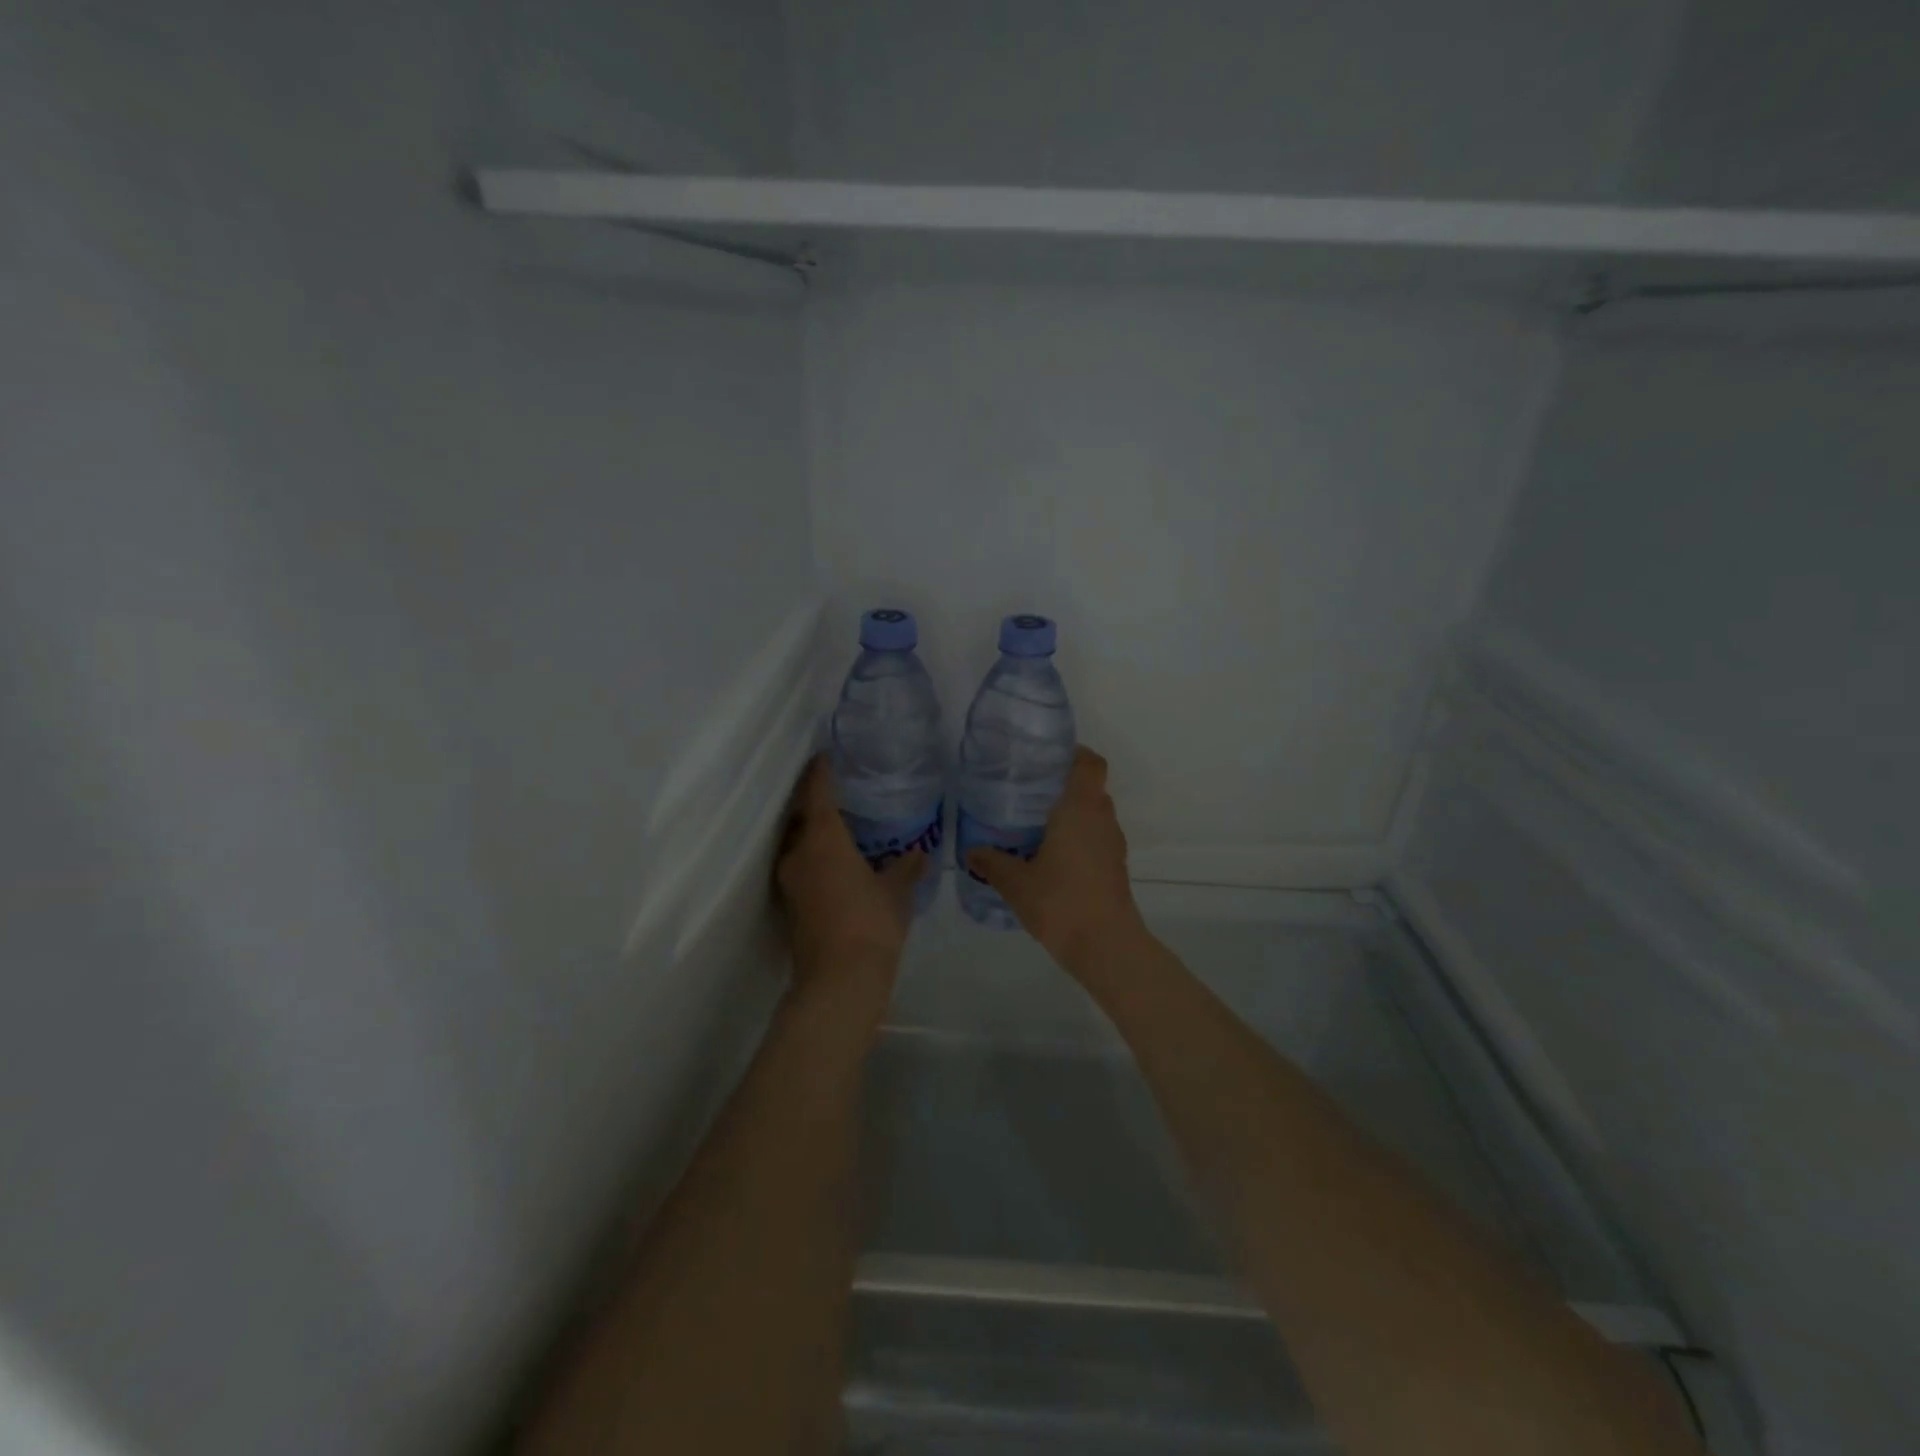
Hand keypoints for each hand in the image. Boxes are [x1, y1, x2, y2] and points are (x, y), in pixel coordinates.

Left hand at [776, 755, 924, 983]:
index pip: (818, 794)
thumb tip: (919, 853)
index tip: (824, 756)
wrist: (839, 981)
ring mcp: (790, 881)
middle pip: (801, 817)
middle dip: (815, 801)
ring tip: (839, 826)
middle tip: (837, 790)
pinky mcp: (790, 905)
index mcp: (823, 840)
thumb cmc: (871, 924)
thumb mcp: (896, 893)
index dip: (820, 773)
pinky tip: (836, 863)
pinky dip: (814, 856)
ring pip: (799, 844)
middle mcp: (798, 854)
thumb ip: (906, 868)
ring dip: (813, 832)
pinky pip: (801, 866)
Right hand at [965, 746, 1145, 968]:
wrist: (1106, 946)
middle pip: (1090, 788)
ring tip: (1036, 823)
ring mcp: (1113, 844)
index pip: (1090, 764)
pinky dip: (1078, 837)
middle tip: (1030, 791)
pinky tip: (1052, 856)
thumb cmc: (1061, 902)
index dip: (1075, 753)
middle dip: (1064, 785)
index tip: (1048, 757)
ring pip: (1094, 814)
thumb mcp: (1016, 883)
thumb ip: (993, 862)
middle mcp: (1101, 818)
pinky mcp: (1115, 867)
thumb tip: (971, 851)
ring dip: (1072, 814)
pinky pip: (1096, 838)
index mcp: (1080, 809)